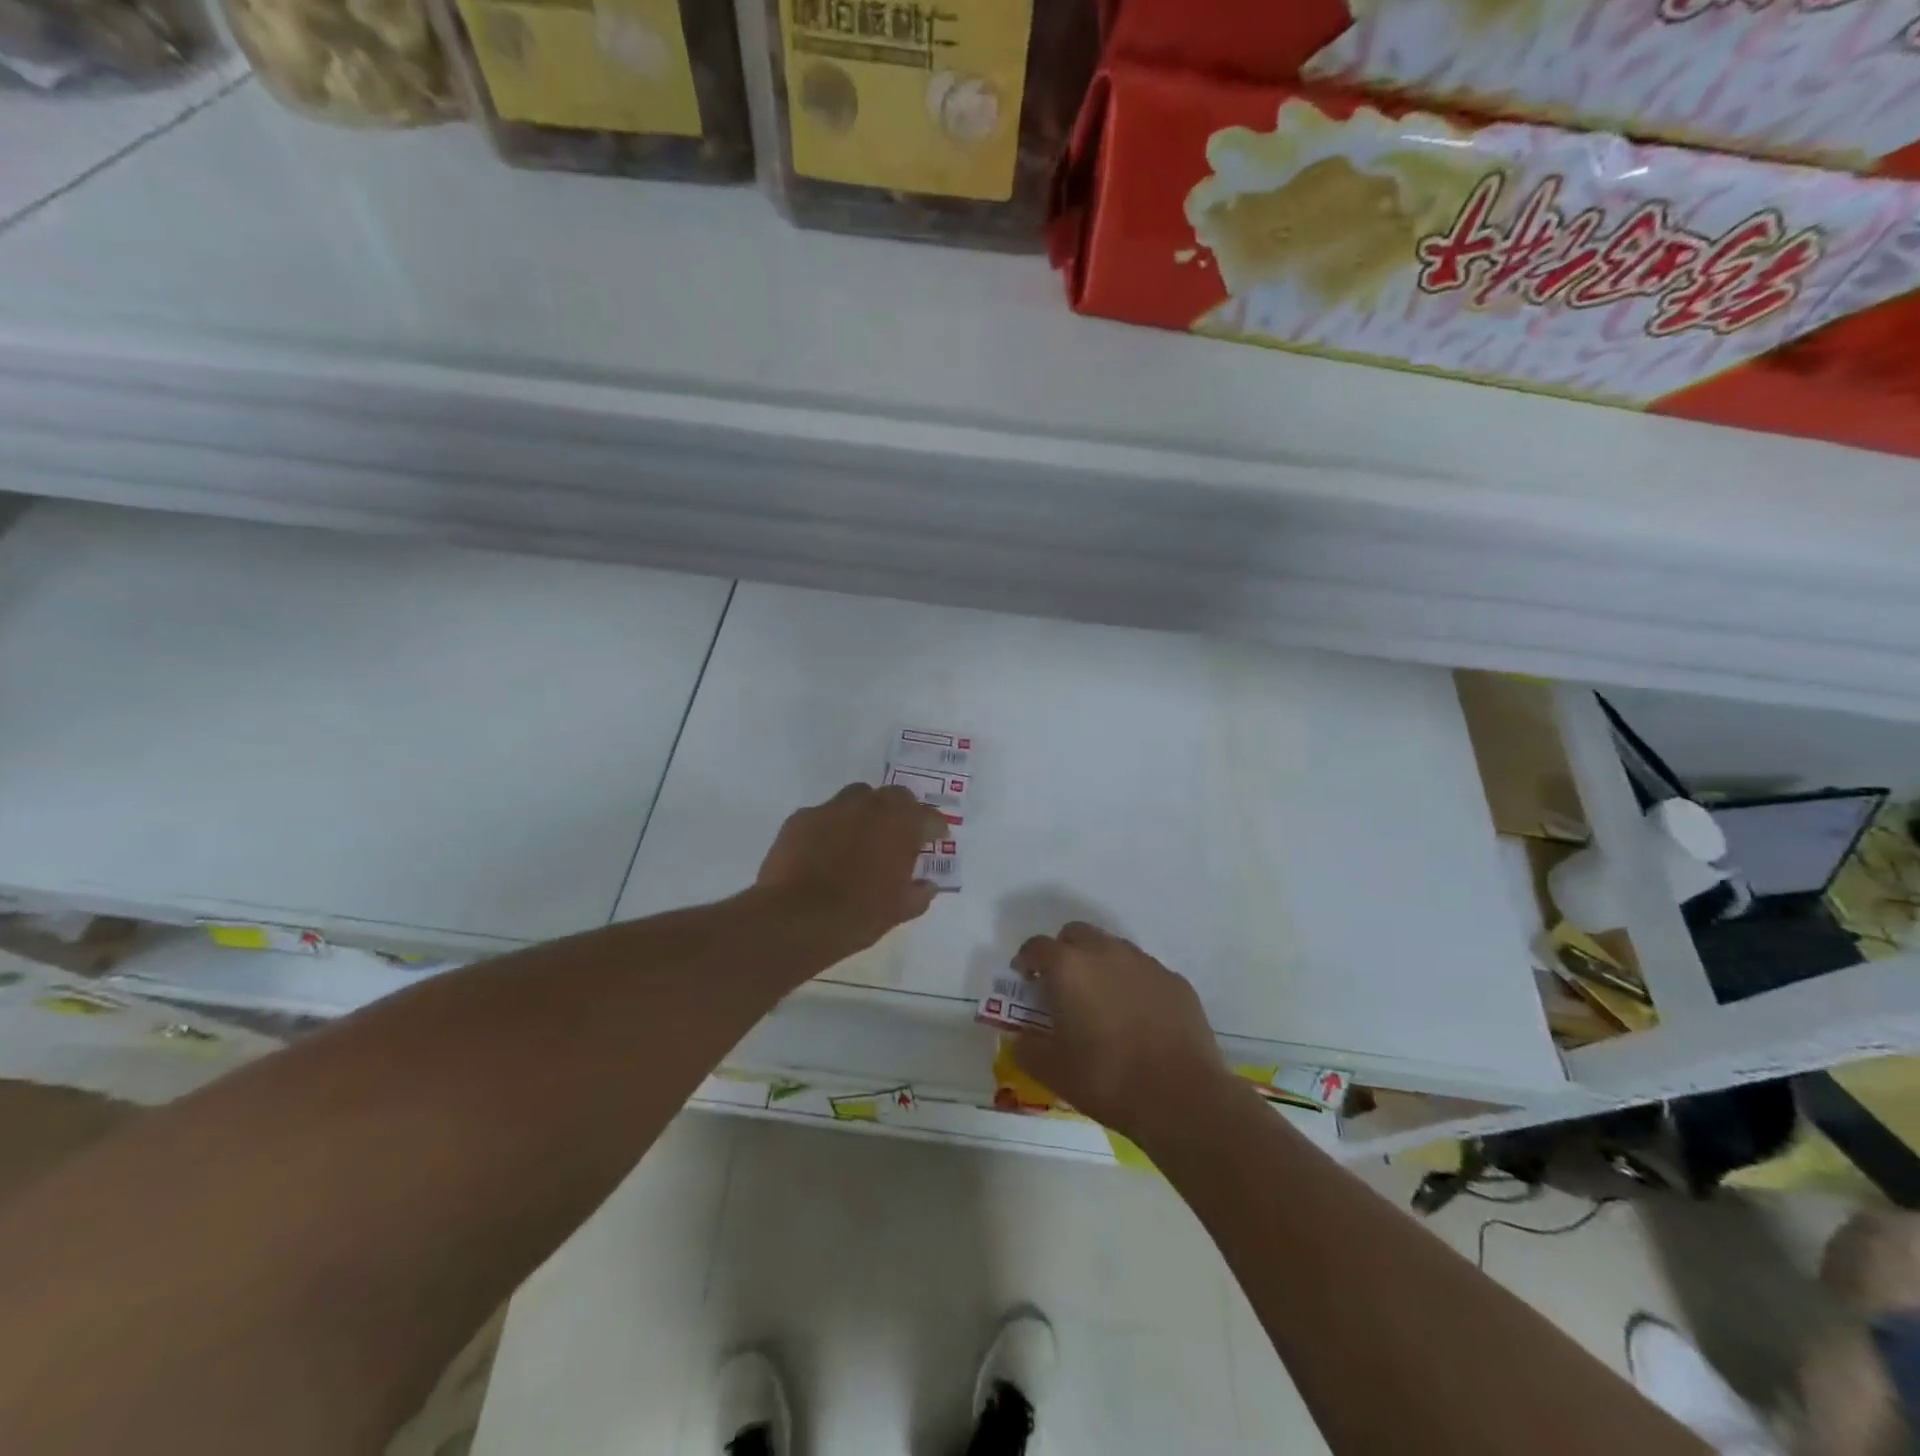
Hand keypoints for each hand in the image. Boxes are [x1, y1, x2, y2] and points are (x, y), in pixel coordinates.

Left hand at [757, 784, 948, 960]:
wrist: (795, 919)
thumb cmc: (858, 915)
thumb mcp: (899, 911)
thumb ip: (919, 893)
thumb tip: (927, 886)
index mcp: (901, 825)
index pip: (930, 817)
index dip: (936, 828)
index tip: (937, 838)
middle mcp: (870, 806)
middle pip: (895, 796)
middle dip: (902, 811)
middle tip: (901, 834)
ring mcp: (832, 808)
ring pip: (857, 797)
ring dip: (865, 812)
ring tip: (862, 837)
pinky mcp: (801, 818)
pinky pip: (823, 815)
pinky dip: (831, 828)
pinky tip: (825, 850)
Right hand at [1010, 922, 1229, 1142]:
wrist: (1181, 1097)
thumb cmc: (1106, 1079)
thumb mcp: (1051, 1070)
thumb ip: (1027, 1046)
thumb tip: (1021, 1036)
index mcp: (1069, 967)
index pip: (1036, 946)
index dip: (1026, 961)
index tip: (1025, 981)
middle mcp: (1106, 952)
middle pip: (1076, 934)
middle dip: (1063, 953)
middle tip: (1061, 986)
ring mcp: (1145, 963)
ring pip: (1112, 948)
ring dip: (1099, 964)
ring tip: (1101, 1001)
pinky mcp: (1175, 980)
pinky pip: (1143, 971)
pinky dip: (1132, 983)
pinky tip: (1137, 1016)